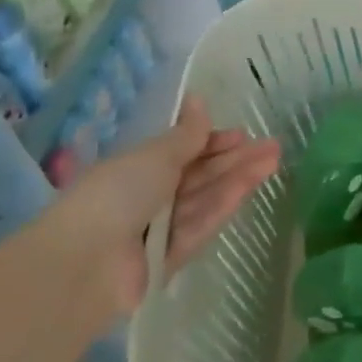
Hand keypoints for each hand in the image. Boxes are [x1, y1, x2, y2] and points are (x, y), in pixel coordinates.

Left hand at [52, 98, 279, 315]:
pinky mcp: (174, 257)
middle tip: (273, 146)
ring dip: (240, 178)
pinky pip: (203, 224)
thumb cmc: (115, 194)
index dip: (212, 142)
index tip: (241, 134)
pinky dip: (225, 203)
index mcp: (135, 169)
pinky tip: (251, 185)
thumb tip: (198, 99)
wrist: (86, 262)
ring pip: (207, 198)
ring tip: (274, 160)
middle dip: (235, 159)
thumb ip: (185, 134)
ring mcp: (161, 228)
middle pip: (199, 175)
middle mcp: (148, 197)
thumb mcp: (154, 156)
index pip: (181, 152)